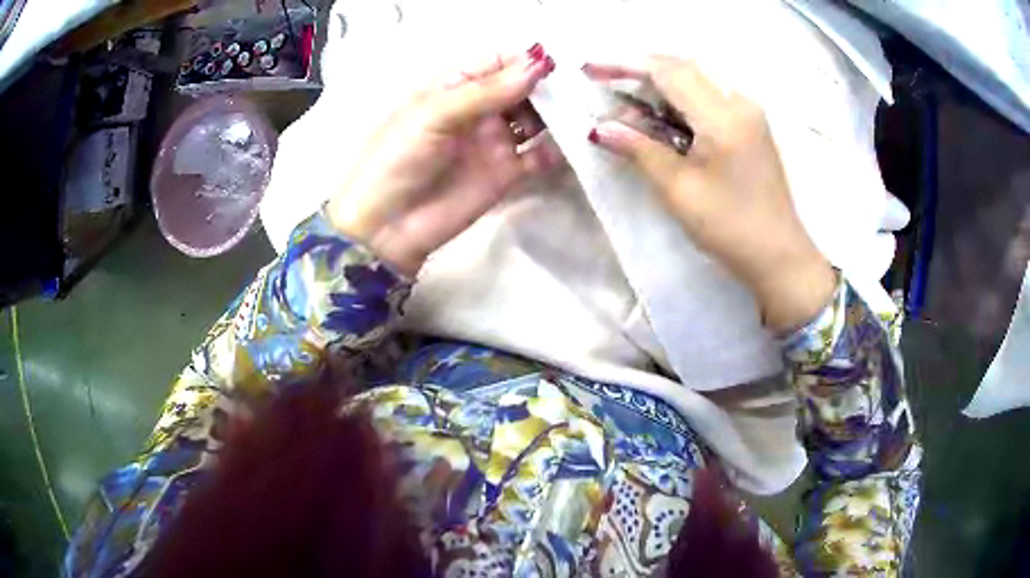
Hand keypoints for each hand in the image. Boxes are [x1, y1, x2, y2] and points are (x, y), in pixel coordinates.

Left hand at [327, 46, 561, 275]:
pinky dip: (559, 149)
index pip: (497, 62)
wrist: (386, 228)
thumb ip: (487, 91)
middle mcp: (479, 110)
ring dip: (557, 114)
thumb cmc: (398, 159)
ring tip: (583, 112)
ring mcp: (495, 141)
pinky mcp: (507, 174)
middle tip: (578, 87)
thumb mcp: (434, 115)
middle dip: (548, 85)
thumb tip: (539, 65)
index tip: (556, 62)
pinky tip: (576, 144)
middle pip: (522, 88)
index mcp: (455, 87)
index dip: (525, 60)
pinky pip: (540, 156)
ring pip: (535, 119)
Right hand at [584, 56, 834, 332]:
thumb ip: (639, 150)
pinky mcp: (751, 125)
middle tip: (606, 82)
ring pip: (697, 78)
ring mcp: (749, 112)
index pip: (668, 71)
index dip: (625, 65)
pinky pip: (710, 95)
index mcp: (723, 116)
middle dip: (641, 70)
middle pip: (683, 67)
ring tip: (630, 103)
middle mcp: (739, 102)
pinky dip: (681, 98)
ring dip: (660, 83)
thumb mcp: (678, 190)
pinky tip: (664, 117)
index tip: (591, 69)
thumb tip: (599, 127)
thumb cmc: (729, 227)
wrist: (778, 255)